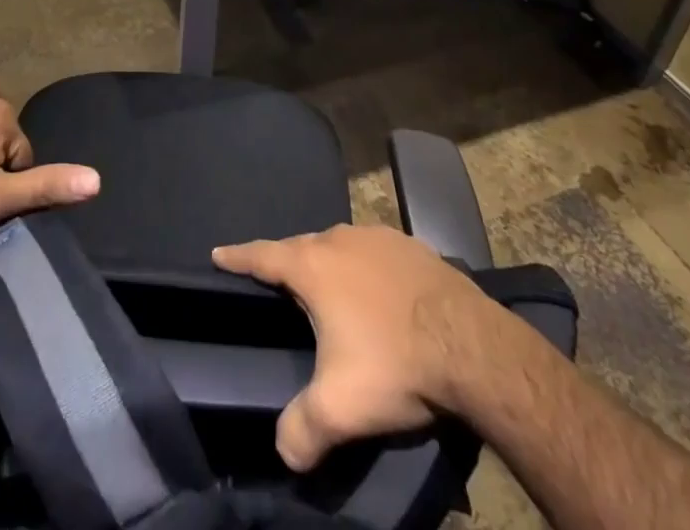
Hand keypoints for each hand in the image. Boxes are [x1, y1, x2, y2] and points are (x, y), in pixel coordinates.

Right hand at [213, 224, 510, 470]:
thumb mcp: (340, 408)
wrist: (471, 345)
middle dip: (287, 263)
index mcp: (313, 266)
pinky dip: (367, 267)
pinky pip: (375, 251)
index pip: (263, 256)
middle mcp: (340, 239)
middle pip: (302, 248)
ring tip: (330, 289)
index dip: (238, 256)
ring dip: (330, 264)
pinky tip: (379, 290)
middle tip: (280, 284)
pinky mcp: (412, 245)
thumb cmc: (394, 364)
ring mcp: (378, 236)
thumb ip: (301, 429)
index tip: (218, 253)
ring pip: (340, 246)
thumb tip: (283, 452)